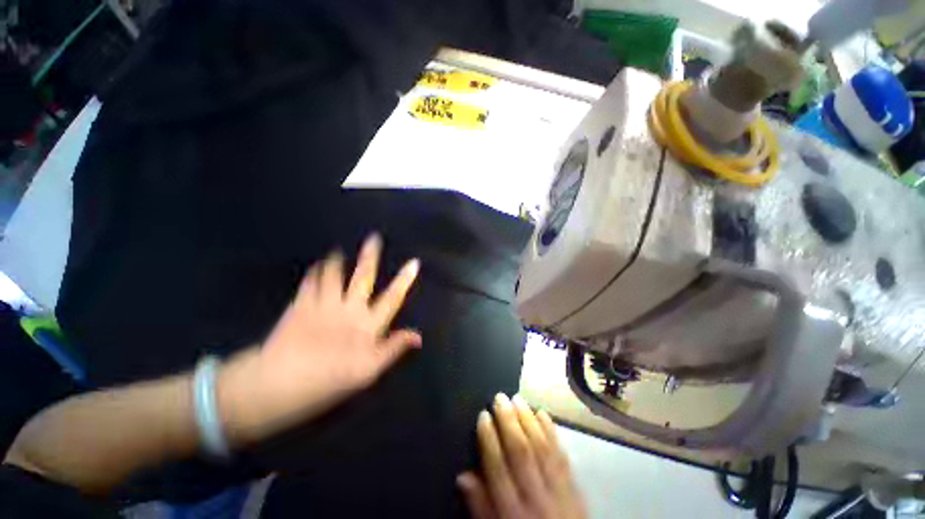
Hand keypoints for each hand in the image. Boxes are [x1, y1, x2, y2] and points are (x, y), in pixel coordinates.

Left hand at [217, 234, 421, 445]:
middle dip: (370, 257)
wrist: (278, 384)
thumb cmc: (329, 380)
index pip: (392, 298)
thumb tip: (418, 336)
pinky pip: (308, 283)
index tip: (414, 263)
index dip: (405, 280)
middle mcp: (348, 308)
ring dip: (336, 261)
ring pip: (332, 274)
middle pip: (363, 277)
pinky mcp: (299, 306)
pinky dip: (312, 274)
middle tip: (373, 238)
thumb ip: (393, 348)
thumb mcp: (369, 371)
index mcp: (367, 324)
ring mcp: (323, 304)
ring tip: (337, 251)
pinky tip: (313, 268)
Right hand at [457, 394, 585, 518]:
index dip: (488, 439)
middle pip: (520, 452)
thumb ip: (480, 506)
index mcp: (511, 512)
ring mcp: (558, 491)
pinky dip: (552, 431)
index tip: (483, 414)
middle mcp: (534, 498)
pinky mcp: (574, 488)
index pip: (497, 469)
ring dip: (528, 419)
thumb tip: (463, 475)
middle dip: (508, 421)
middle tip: (500, 398)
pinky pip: (562, 455)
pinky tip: (542, 412)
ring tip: (517, 398)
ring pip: (541, 448)